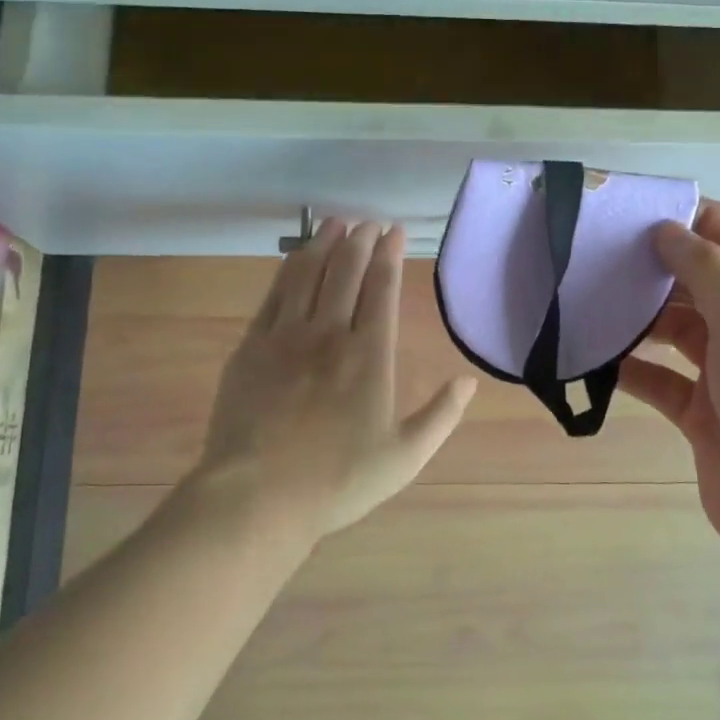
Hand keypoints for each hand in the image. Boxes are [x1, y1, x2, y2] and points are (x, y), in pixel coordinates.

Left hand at [191, 219, 476, 541]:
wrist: (257, 497)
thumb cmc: (337, 481)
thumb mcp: (404, 458)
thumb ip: (440, 417)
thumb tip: (468, 382)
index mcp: (369, 355)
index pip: (382, 289)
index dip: (388, 255)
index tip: (393, 231)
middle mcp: (328, 333)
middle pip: (345, 272)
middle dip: (359, 241)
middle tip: (367, 222)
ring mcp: (285, 337)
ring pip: (307, 274)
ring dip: (323, 244)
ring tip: (334, 223)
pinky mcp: (251, 347)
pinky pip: (274, 295)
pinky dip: (288, 270)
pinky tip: (295, 259)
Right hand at [619, 201, 719, 575]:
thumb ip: (709, 270)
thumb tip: (669, 232)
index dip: (699, 219)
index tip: (642, 215)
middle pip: (708, 282)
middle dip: (661, 268)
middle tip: (602, 258)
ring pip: (682, 330)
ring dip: (643, 319)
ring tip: (592, 304)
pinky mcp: (707, 414)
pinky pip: (665, 379)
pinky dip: (636, 369)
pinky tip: (598, 361)